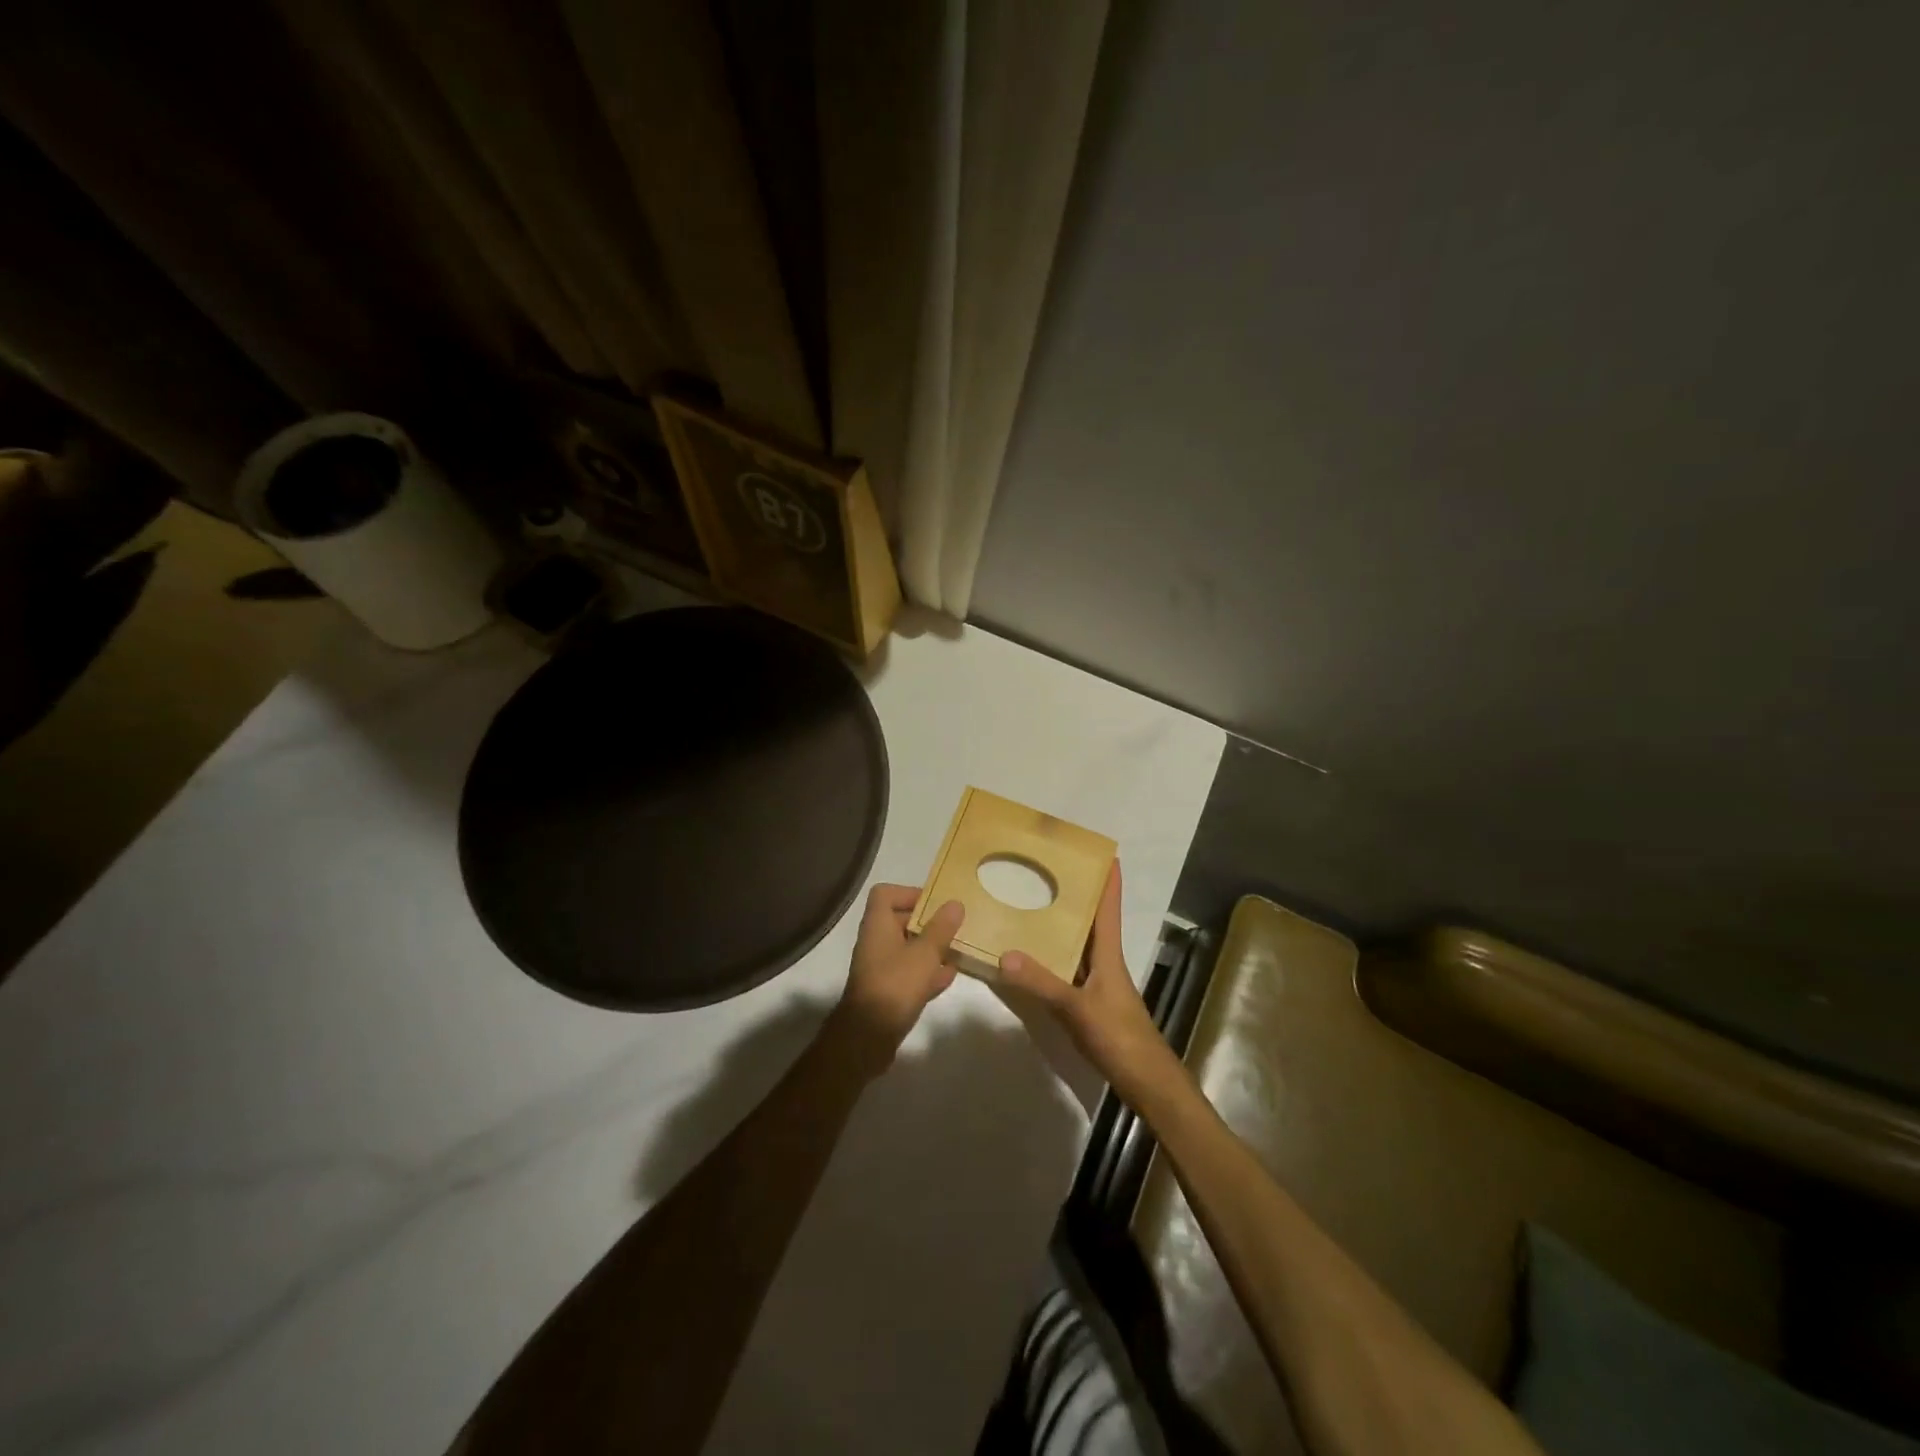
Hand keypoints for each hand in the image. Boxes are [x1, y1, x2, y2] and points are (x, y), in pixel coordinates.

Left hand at [830, 884, 964, 1073]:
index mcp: (878, 925)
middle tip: (955, 927)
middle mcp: (876, 942)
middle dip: (929, 923)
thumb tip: (955, 903)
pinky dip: (927, 972)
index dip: (909, 893)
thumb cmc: (895, 985)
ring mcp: (880, 968)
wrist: (868, 1037)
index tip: (935, 902)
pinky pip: (909, 973)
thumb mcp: (925, 954)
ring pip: (908, 949)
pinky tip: (949, 977)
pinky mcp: (888, 991)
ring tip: (957, 950)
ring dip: (931, 949)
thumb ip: (941, 928)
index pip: (885, 894)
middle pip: (901, 921)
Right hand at [997, 862, 1176, 1105]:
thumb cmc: (1118, 1035)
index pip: (1109, 907)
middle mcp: (1104, 961)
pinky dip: (1052, 957)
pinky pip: (1068, 968)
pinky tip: (1031, 956)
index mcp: (1108, 953)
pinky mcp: (1089, 1002)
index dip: (1108, 878)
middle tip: (1050, 869)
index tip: (1103, 850)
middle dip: (1077, 895)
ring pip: (1078, 944)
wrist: (1144, 1080)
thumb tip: (1004, 954)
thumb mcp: (1076, 1008)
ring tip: (1034, 903)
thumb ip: (1041, 983)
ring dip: (1062, 925)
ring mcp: (1097, 982)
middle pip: (1092, 920)